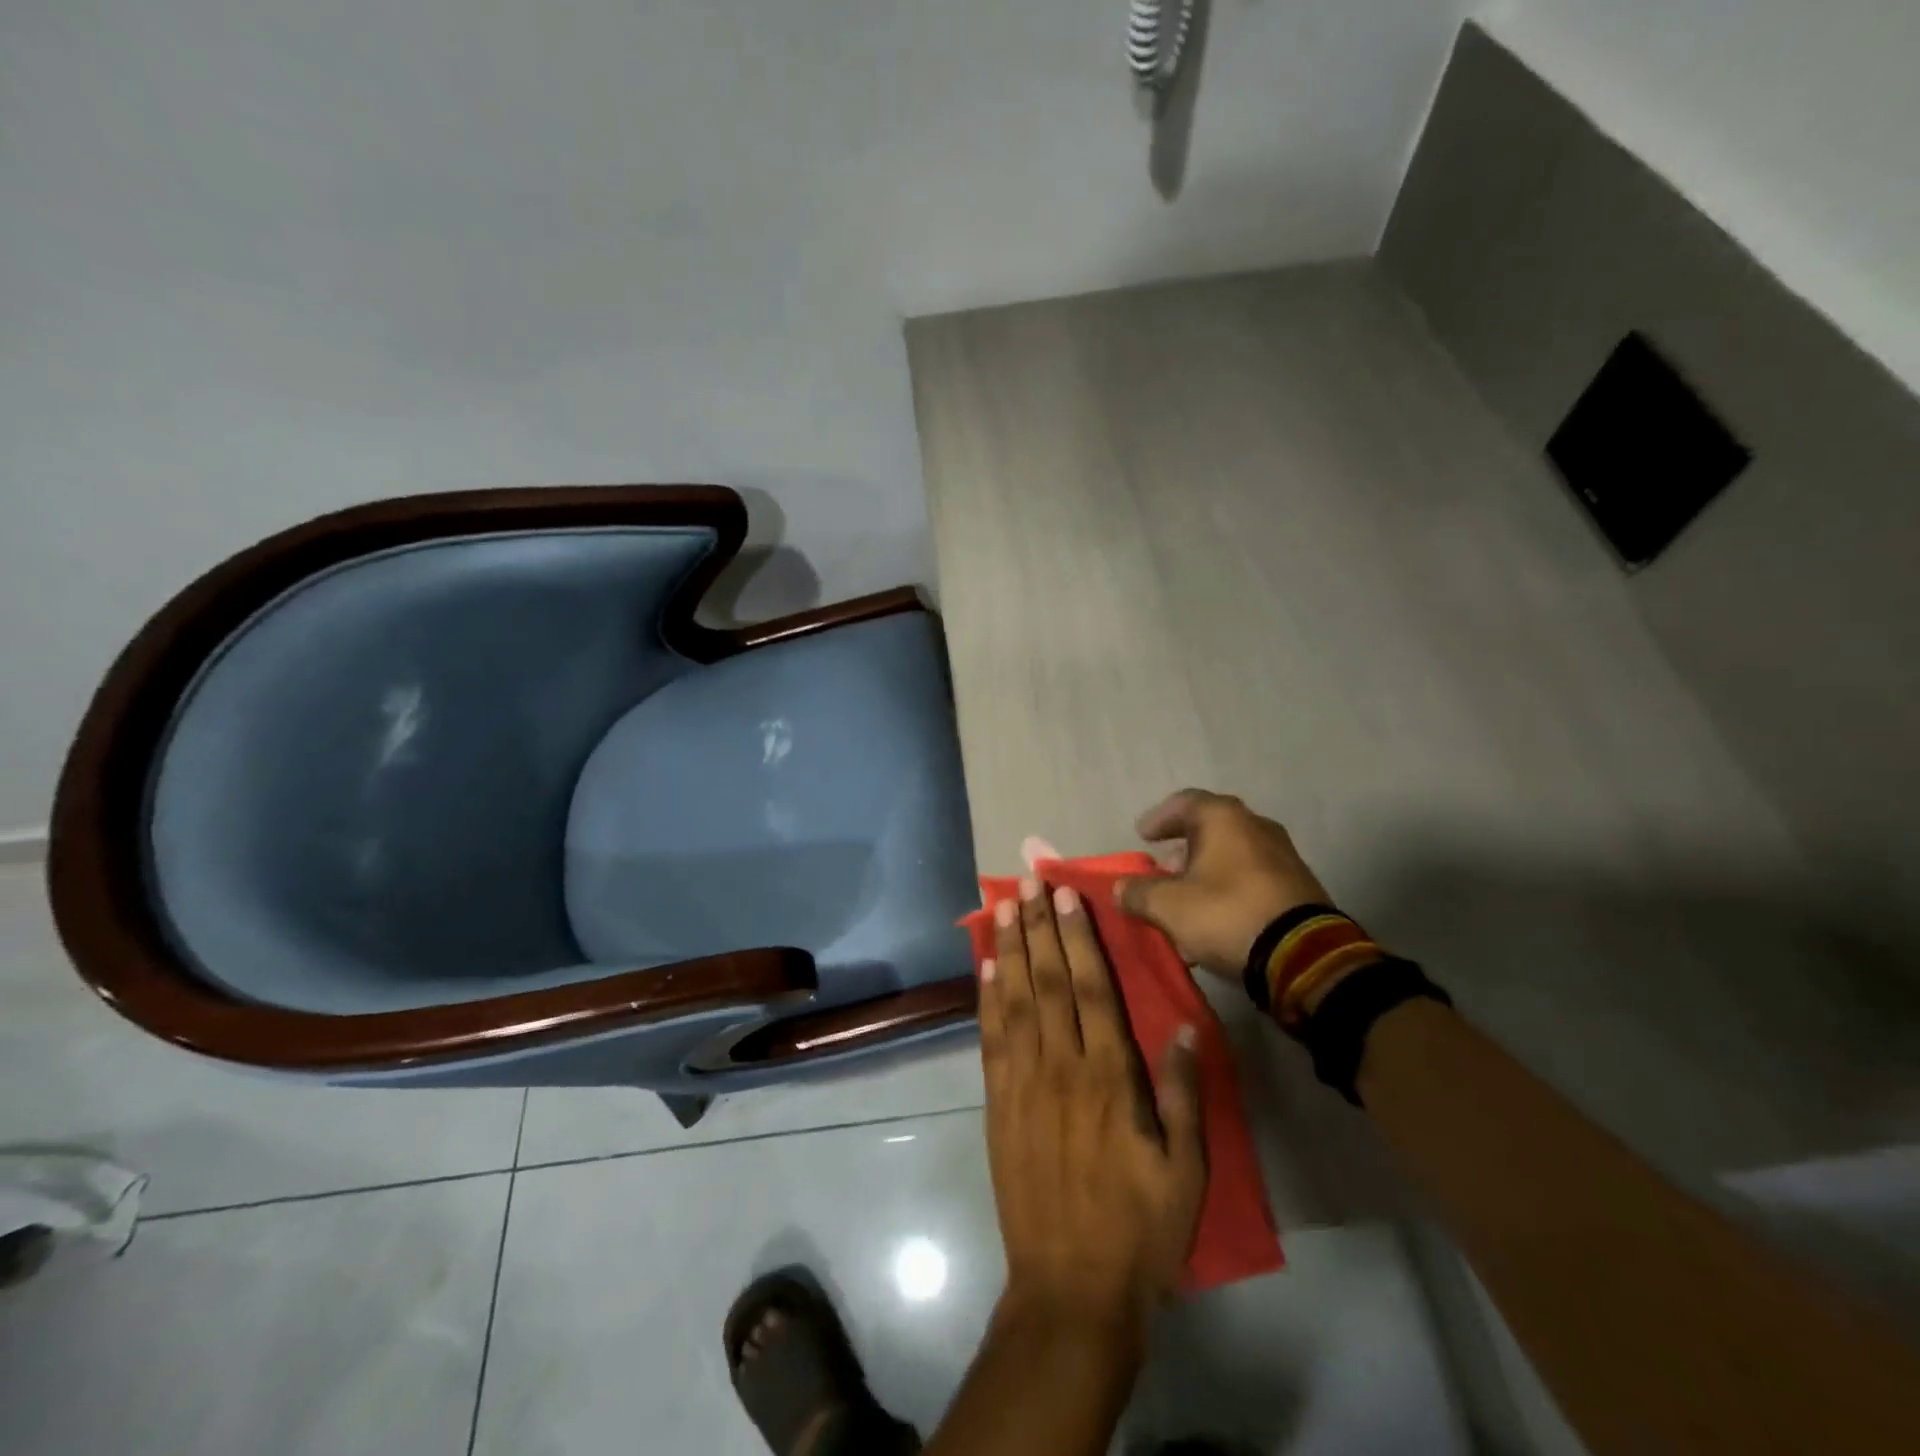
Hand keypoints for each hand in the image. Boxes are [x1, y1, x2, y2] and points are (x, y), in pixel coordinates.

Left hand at [979, 876, 1205, 1333]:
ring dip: (1009, 949)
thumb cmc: (1138, 1229)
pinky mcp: (998, 1103)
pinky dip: (987, 998)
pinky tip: (985, 968)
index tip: (1067, 896)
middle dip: (1039, 927)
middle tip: (1029, 881)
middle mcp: (1061, 1067)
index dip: (1079, 938)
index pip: (1093, 989)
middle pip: (1049, 981)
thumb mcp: (1184, 1170)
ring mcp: (1023, 1083)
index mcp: (1109, 1077)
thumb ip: (1182, 1094)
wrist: (1069, 1287)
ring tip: (1003, 906)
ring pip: (1015, 999)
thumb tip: (1182, 1026)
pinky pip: (991, 1039)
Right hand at [1114, 789, 1329, 978]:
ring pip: (1233, 854)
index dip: (1159, 818)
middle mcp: (1256, 826)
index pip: (1184, 802)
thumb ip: (1137, 892)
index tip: (1143, 836)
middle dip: (1183, 847)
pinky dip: (1229, 888)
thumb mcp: (1168, 906)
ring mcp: (1283, 855)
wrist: (1304, 956)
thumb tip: (1120, 888)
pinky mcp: (1299, 886)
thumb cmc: (1227, 914)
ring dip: (1206, 871)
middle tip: (1163, 868)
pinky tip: (1216, 916)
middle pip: (1211, 827)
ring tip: (1186, 898)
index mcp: (1224, 818)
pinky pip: (1252, 877)